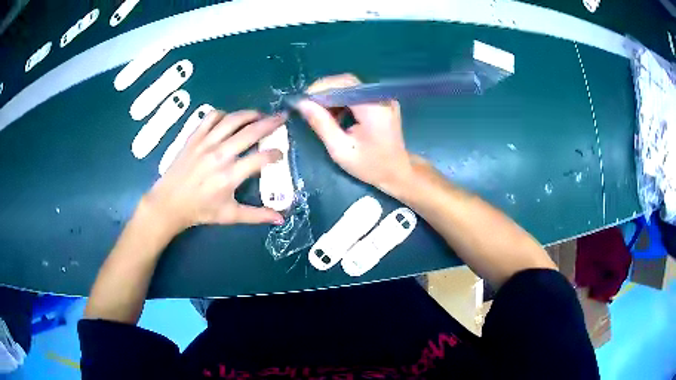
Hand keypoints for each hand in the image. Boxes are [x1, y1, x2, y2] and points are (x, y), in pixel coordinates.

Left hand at [141, 110, 286, 235]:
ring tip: (261, 114)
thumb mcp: (230, 216)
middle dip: (271, 123)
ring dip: (250, 114)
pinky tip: (230, 119)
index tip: (280, 153)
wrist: (169, 203)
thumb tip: (280, 219)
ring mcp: (206, 143)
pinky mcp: (194, 137)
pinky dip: (224, 114)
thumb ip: (257, 215)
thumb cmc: (200, 210)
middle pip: (251, 132)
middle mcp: (220, 155)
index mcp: (229, 176)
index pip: (260, 159)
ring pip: (233, 120)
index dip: (275, 154)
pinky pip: (211, 117)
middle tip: (282, 118)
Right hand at [296, 74, 413, 194]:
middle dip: (324, 91)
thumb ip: (322, 124)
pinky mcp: (382, 101)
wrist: (397, 172)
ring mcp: (383, 98)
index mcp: (373, 109)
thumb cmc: (370, 166)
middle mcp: (381, 97)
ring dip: (332, 95)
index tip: (303, 101)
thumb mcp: (341, 150)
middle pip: (347, 82)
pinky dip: (342, 100)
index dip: (321, 88)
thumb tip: (302, 104)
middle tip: (307, 106)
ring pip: (350, 86)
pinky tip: (335, 114)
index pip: (344, 84)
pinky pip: (357, 93)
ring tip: (319, 113)